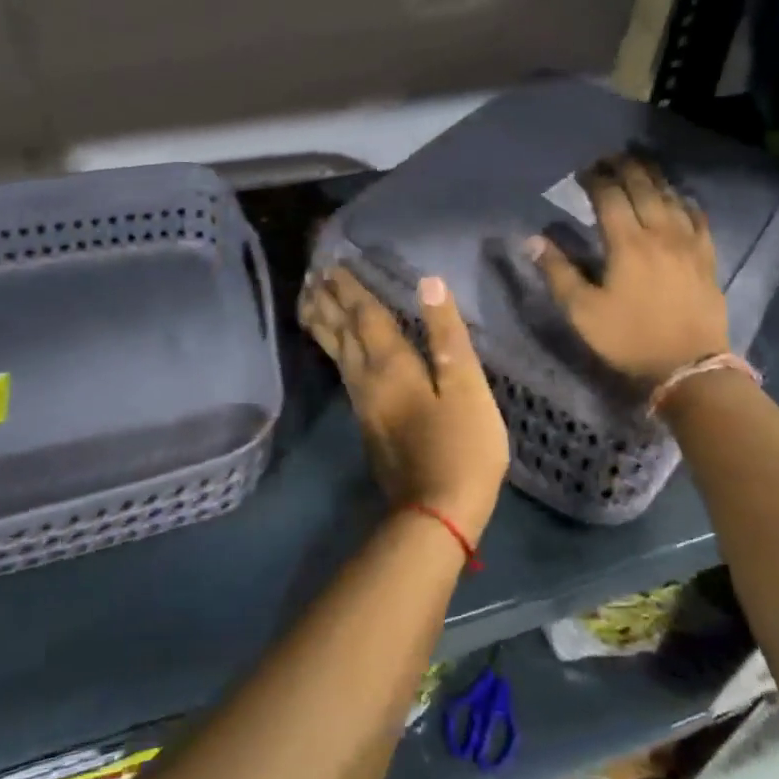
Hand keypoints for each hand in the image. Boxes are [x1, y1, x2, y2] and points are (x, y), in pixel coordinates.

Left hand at [298, 268, 510, 542]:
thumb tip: (429, 283)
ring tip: (310, 303)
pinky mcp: (367, 424)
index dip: (350, 289)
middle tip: (311, 276)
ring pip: (336, 354)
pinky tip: (337, 352)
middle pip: (341, 333)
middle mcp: (367, 379)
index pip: (365, 316)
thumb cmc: (463, 447)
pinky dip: (334, 351)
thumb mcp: (467, 387)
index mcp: (392, 365)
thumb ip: (447, 335)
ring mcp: (363, 405)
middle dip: (327, 302)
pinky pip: (343, 372)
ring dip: (323, 325)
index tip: (332, 264)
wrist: (436, 514)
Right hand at [527, 158, 729, 387]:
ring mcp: (688, 243)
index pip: (609, 196)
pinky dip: (685, 200)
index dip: (595, 179)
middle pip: (643, 187)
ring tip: (641, 165)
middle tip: (611, 157)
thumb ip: (558, 272)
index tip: (583, 171)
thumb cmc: (629, 339)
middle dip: (625, 168)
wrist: (689, 367)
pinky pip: (698, 217)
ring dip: (654, 177)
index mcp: (627, 242)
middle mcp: (659, 232)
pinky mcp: (707, 257)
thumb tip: (532, 239)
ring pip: (671, 197)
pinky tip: (680, 197)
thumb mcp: (583, 312)